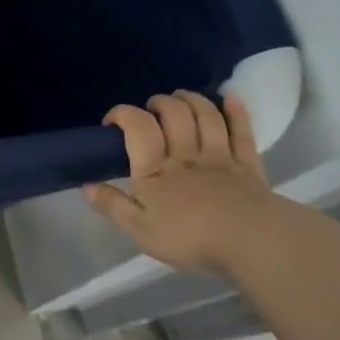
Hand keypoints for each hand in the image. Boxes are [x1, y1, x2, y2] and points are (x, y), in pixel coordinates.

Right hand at [82, 91, 289, 276]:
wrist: (253, 243)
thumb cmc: (191, 238)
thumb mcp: (140, 230)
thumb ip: (112, 206)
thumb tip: (86, 185)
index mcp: (155, 168)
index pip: (137, 126)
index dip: (122, 114)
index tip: (112, 122)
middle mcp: (185, 154)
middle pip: (174, 114)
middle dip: (159, 103)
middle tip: (150, 109)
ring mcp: (220, 156)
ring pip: (205, 116)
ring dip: (191, 100)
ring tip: (180, 97)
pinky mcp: (248, 165)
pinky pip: (242, 131)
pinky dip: (236, 111)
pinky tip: (230, 97)